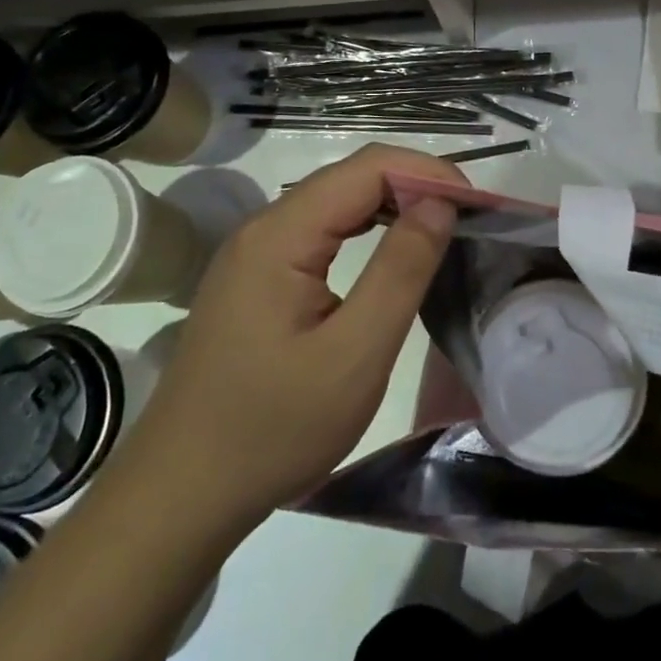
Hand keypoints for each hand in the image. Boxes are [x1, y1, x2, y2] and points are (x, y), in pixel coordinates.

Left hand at [126, 144, 463, 528]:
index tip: (479, 207)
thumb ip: (401, 271)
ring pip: (337, 201)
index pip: (367, 168)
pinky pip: (321, 230)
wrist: (182, 492)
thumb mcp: (354, 355)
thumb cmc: (274, 429)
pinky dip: (367, 228)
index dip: (429, 173)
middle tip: (470, 220)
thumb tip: (440, 203)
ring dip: (394, 204)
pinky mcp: (258, 276)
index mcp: (281, 235)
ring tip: (443, 230)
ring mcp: (256, 251)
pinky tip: (392, 252)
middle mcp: (264, 227)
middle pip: (351, 177)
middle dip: (416, 184)